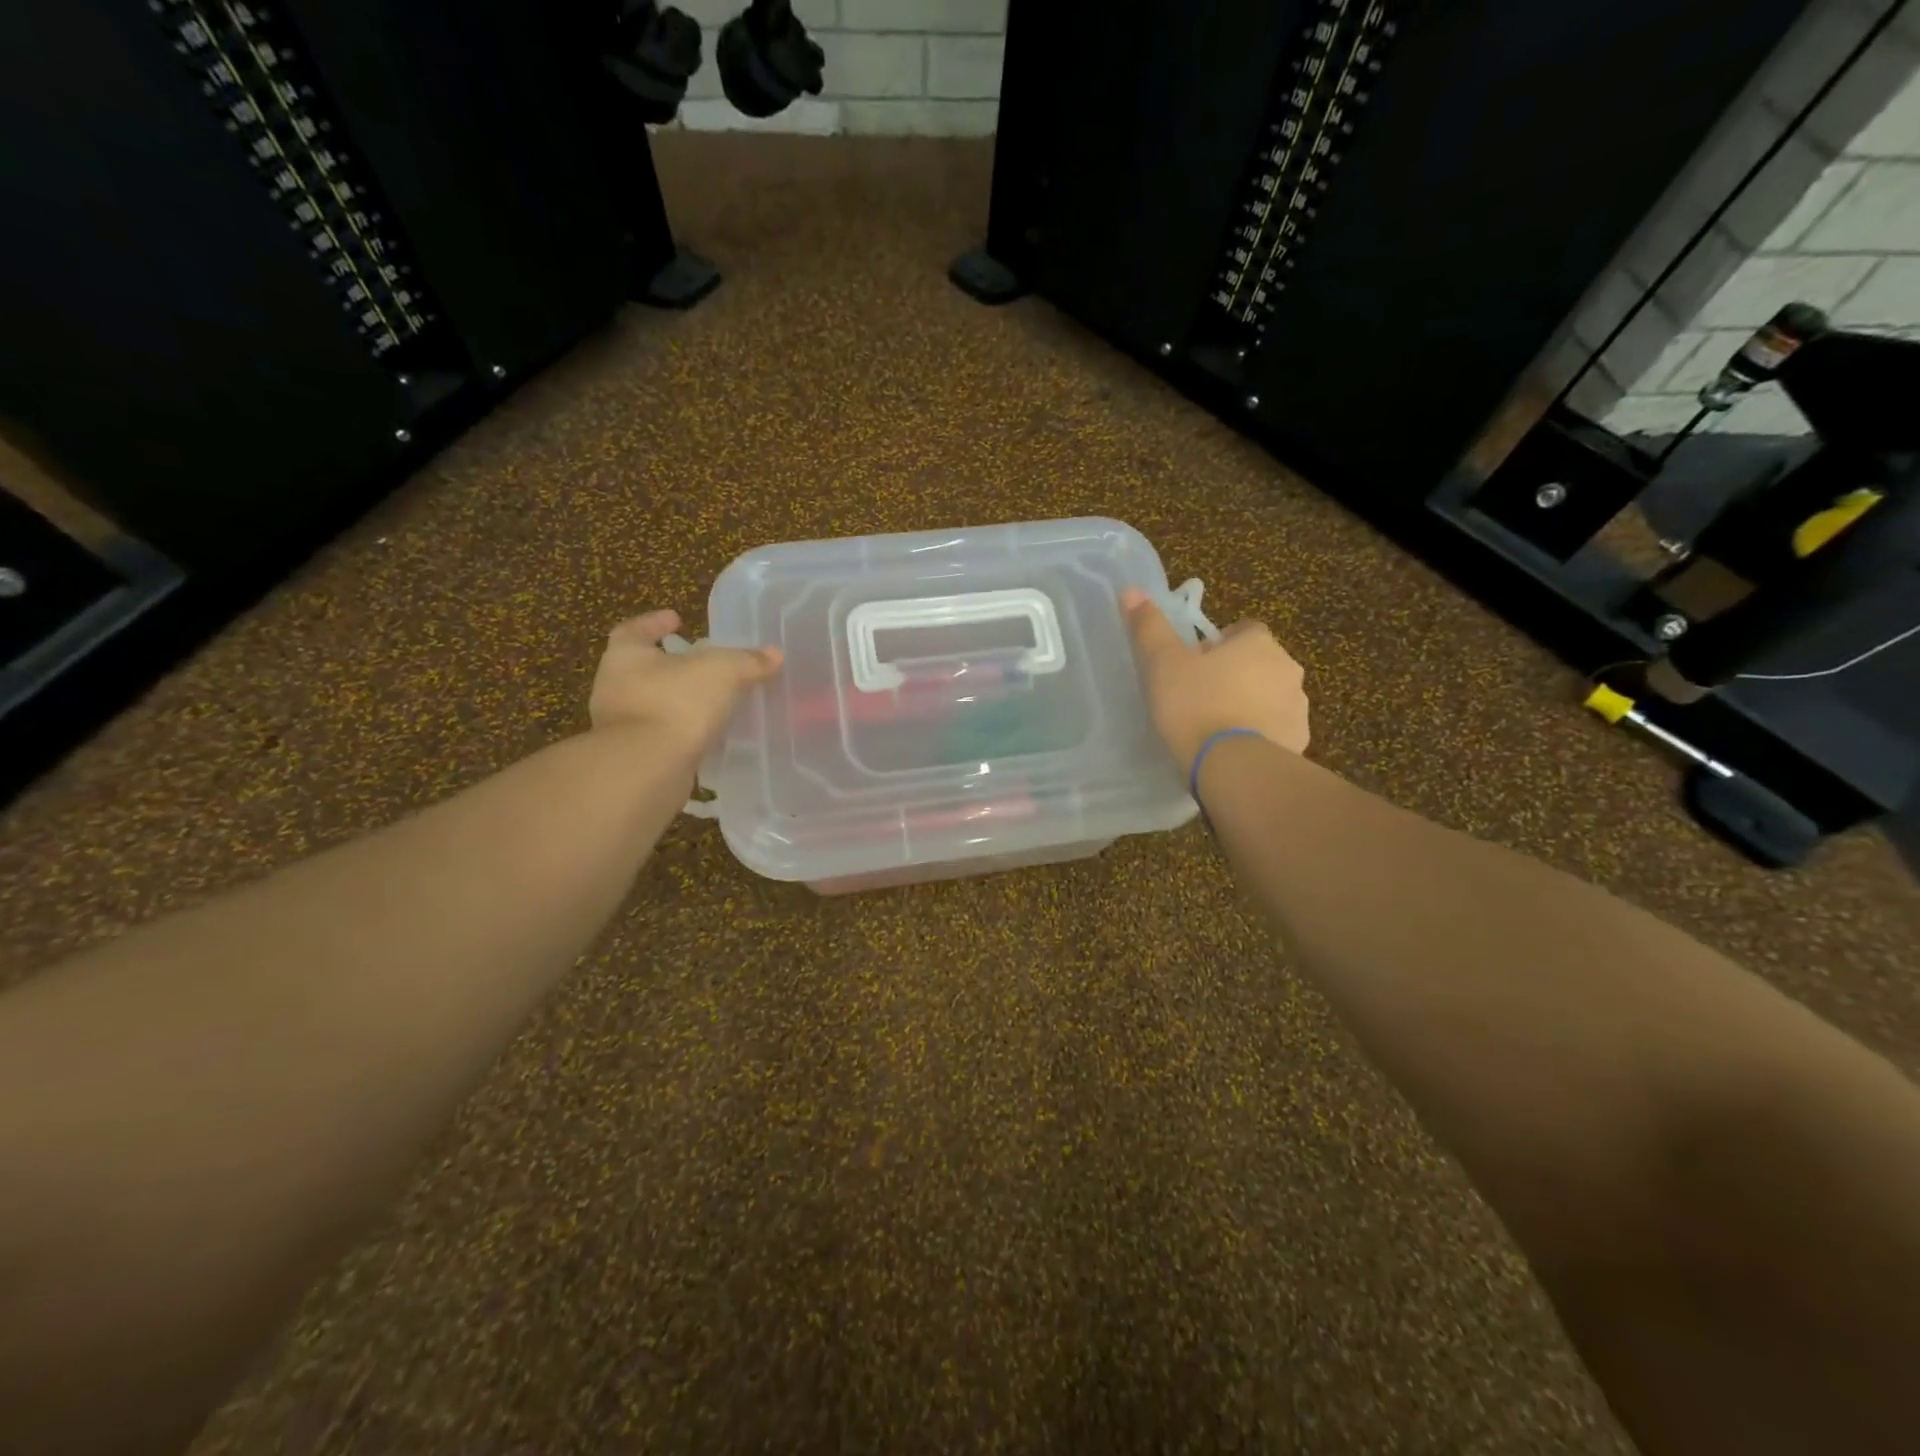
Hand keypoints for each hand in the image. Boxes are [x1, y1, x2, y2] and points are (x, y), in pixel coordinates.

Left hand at [589, 610, 781, 760]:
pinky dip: (685, 730)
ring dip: (680, 700)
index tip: (678, 619)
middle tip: (703, 661)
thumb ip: (747, 661)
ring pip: (655, 704)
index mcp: (626, 656)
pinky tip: (710, 731)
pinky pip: (664, 735)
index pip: (636, 629)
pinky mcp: (636, 757)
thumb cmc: (675, 703)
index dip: (656, 622)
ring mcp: (622, 726)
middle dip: (673, 664)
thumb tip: (774, 654)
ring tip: (714, 698)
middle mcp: (616, 687)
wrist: (647, 768)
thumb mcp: (721, 671)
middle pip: (644, 668)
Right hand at [1121, 588, 1309, 764]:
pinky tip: (1232, 750)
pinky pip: (1276, 730)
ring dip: (1249, 704)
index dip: (1219, 645)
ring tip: (1214, 728)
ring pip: (1269, 697)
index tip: (1195, 665)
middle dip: (1235, 675)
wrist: (1231, 765)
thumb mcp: (1162, 663)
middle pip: (1259, 663)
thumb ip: (1150, 627)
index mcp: (1258, 643)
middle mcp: (1287, 668)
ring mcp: (1297, 707)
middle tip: (1198, 697)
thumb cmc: (1195, 705)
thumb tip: (1132, 591)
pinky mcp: (1298, 741)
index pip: (1244, 630)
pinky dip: (1259, 734)